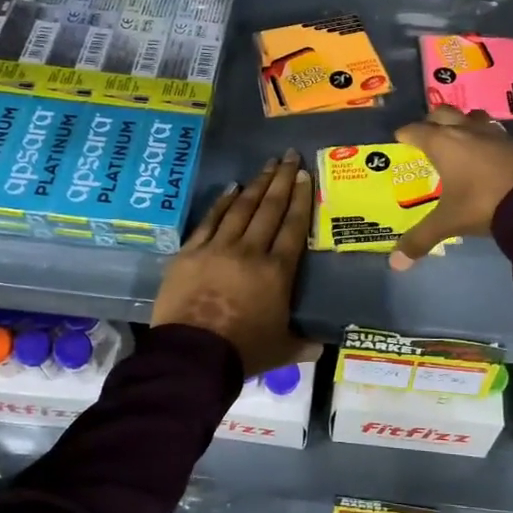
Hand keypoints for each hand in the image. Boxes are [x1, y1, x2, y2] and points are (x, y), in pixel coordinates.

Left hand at [154, 150, 318, 375]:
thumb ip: (303, 344)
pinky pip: (210, 221)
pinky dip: (222, 203)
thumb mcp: (282, 350)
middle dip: (281, 180)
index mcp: (277, 272)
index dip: (301, 199)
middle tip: (290, 156)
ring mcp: (218, 248)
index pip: (293, 227)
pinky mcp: (190, 253)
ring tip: (267, 165)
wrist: (193, 356)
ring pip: (241, 209)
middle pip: (269, 209)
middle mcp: (250, 251)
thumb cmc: (243, 352)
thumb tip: (322, 347)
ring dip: (256, 184)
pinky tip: (231, 188)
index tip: (305, 176)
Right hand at [390, 107, 512, 270]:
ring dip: (461, 122)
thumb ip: (420, 239)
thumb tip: (396, 264)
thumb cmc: (482, 203)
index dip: (405, 134)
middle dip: (432, 121)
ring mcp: (493, 133)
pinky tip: (485, 152)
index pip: (416, 130)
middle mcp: (465, 130)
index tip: (400, 140)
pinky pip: (493, 130)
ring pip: (471, 116)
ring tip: (458, 138)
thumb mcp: (448, 222)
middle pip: (443, 113)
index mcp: (443, 143)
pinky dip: (484, 136)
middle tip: (427, 137)